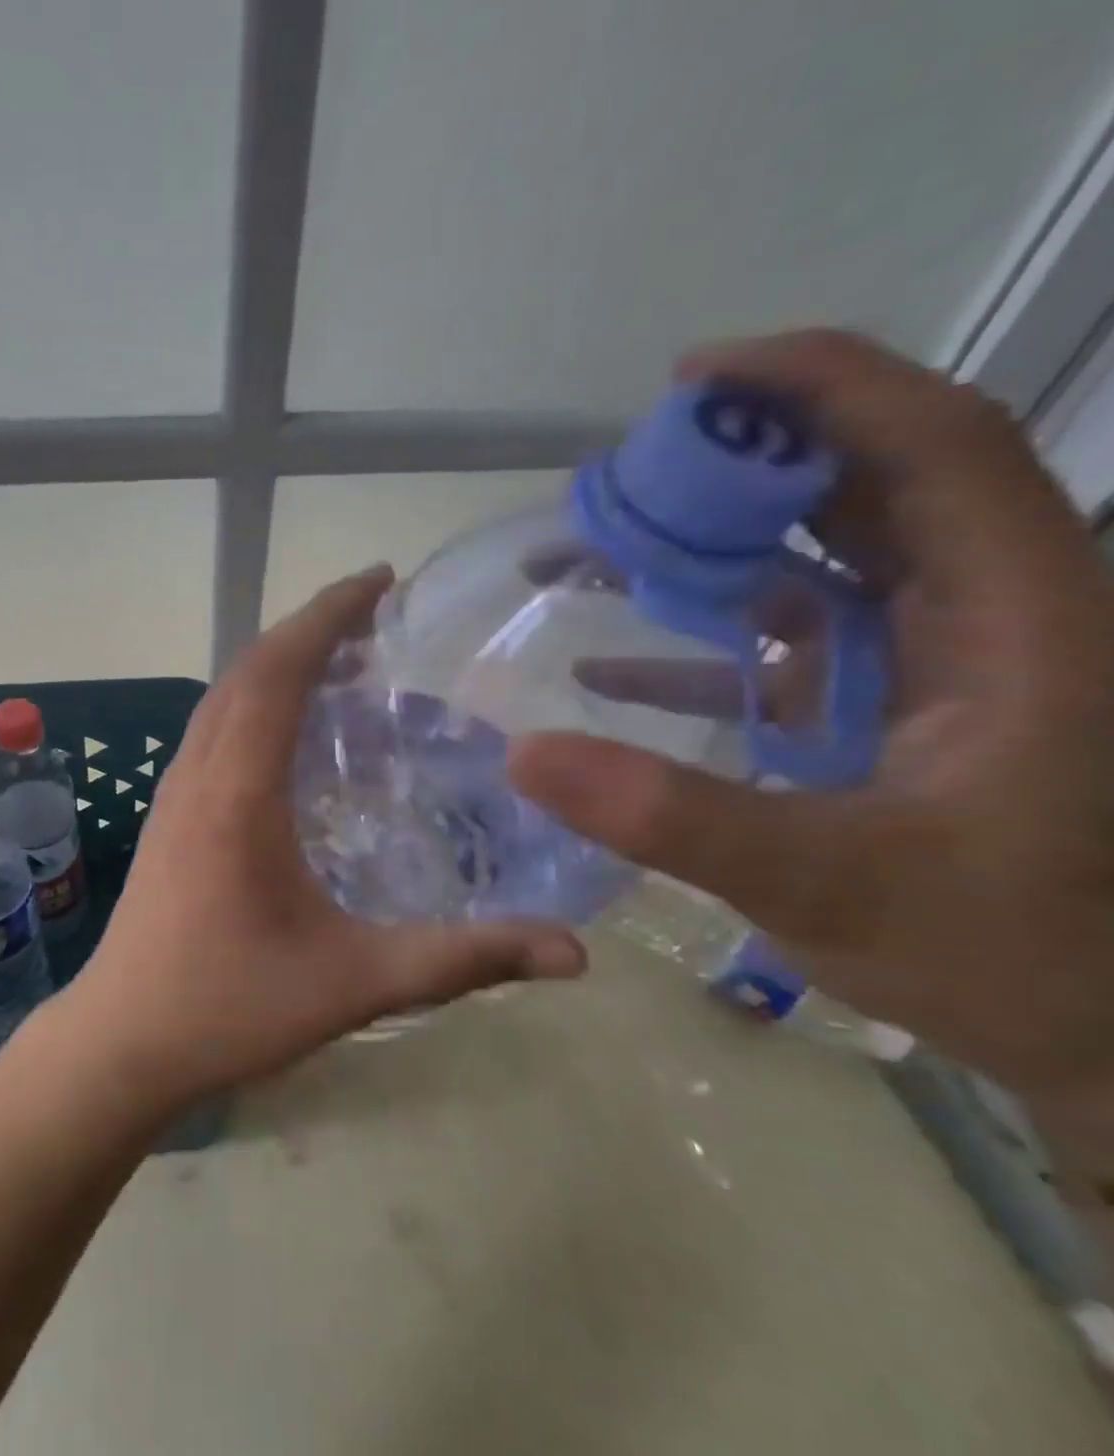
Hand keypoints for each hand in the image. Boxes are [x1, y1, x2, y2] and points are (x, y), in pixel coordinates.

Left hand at [55, 567, 585, 1115]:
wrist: (122, 1039)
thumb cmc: (227, 1007)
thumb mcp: (352, 984)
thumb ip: (461, 960)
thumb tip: (573, 955)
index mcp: (236, 791)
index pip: (278, 672)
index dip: (326, 615)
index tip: (378, 581)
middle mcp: (197, 774)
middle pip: (246, 671)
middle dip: (308, 629)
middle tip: (376, 616)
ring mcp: (172, 793)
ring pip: (222, 698)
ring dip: (276, 663)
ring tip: (342, 660)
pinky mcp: (167, 815)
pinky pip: (211, 730)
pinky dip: (253, 702)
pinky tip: (290, 732)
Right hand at [509, 329, 1113, 1102]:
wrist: (1101, 1037)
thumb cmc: (1010, 955)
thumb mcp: (829, 883)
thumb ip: (676, 817)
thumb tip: (524, 754)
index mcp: (1017, 622)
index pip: (934, 446)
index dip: (821, 385)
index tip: (692, 376)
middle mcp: (982, 617)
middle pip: (864, 487)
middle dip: (738, 466)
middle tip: (616, 481)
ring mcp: (931, 664)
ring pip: (818, 560)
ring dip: (707, 549)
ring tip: (594, 554)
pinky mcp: (886, 710)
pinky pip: (785, 642)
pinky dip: (700, 640)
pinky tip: (607, 669)